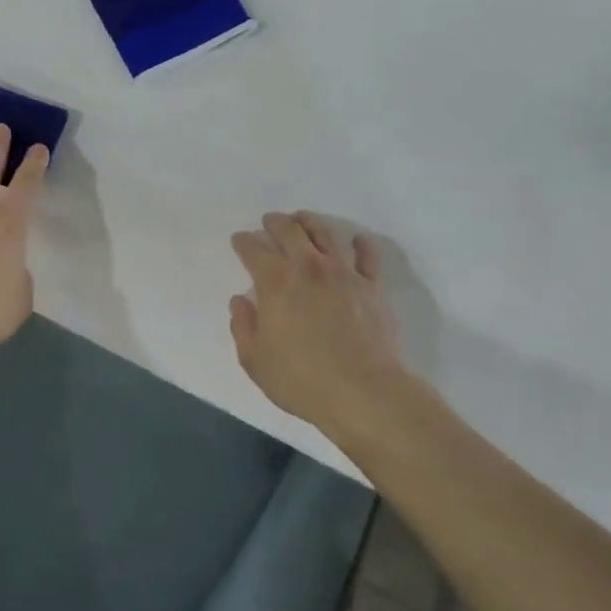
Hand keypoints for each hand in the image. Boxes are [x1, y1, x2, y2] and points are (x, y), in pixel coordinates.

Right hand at [230, 211, 407, 439]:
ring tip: (303, 219)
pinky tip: (357, 240)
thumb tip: (240, 301)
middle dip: (275, 222)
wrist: (363, 392)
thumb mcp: (255, 361)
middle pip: (289, 231)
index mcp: (275, 283)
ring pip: (325, 233)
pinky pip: (367, 256)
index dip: (243, 242)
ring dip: (310, 222)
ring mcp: (343, 273)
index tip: (239, 239)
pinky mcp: (371, 286)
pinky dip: (360, 244)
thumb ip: (243, 327)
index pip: (253, 251)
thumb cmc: (302, 380)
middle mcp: (308, 268)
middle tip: (270, 220)